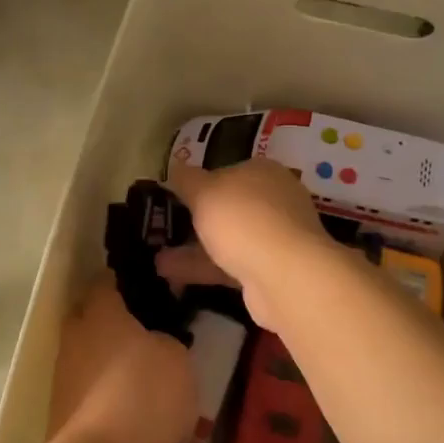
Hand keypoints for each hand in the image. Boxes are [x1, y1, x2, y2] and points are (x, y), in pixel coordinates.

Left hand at [49, 281, 196, 442]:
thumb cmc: (145, 391)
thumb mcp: (176, 357)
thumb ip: (164, 340)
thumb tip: (154, 342)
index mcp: (100, 312)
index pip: (104, 283)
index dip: (120, 284)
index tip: (141, 290)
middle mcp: (74, 336)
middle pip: (87, 318)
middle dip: (107, 323)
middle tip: (140, 334)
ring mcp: (62, 375)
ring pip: (84, 356)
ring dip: (103, 362)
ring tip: (135, 379)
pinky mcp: (59, 411)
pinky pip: (84, 391)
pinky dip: (100, 395)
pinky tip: (124, 411)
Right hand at [158, 161, 331, 329]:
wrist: (285, 275)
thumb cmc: (243, 219)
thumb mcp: (204, 192)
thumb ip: (186, 179)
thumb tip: (175, 167)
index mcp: (263, 172)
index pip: (228, 171)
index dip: (200, 182)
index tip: (174, 196)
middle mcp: (274, 200)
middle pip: (229, 207)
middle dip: (196, 220)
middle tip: (166, 228)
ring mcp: (275, 237)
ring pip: (228, 239)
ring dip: (194, 249)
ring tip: (158, 259)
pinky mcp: (271, 270)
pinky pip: (230, 265)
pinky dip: (203, 269)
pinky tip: (170, 275)